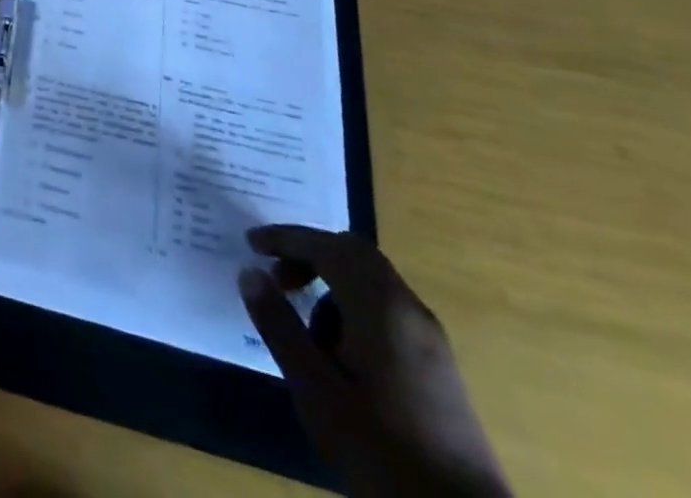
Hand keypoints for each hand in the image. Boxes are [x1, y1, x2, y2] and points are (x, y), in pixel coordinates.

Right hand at [238, 226, 510, 497]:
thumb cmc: (382, 452)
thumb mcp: (316, 390)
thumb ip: (280, 327)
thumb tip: (250, 273)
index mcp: (381, 307)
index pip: (327, 247)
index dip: (286, 239)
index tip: (251, 245)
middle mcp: (410, 311)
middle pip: (354, 255)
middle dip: (310, 256)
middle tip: (278, 280)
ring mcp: (431, 341)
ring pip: (372, 284)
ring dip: (331, 289)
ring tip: (308, 336)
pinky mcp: (439, 368)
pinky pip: (388, 312)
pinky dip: (354, 312)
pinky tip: (341, 360)